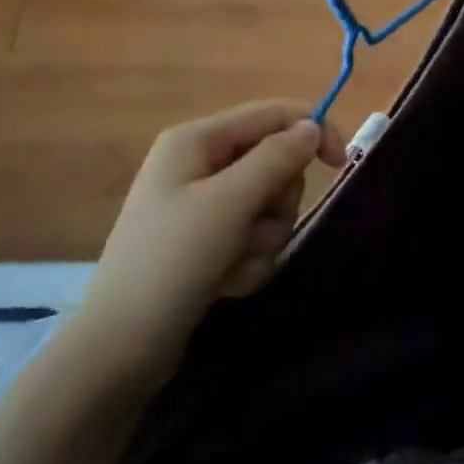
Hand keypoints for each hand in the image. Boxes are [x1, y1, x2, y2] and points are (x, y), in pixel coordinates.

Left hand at [68, 100, 344, 385]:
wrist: (121, 348)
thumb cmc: (174, 261)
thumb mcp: (231, 202)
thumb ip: (277, 158)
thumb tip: (312, 126)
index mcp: (196, 139)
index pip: (273, 114)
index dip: (312, 132)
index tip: (342, 164)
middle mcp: (199, 164)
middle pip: (274, 162)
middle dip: (276, 202)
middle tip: (254, 230)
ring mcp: (201, 205)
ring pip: (269, 203)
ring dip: (263, 237)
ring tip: (234, 264)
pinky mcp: (205, 241)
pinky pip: (252, 235)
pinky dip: (249, 259)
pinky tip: (225, 283)